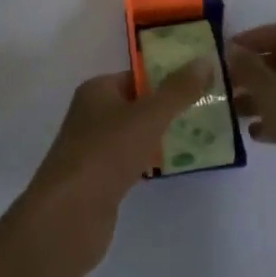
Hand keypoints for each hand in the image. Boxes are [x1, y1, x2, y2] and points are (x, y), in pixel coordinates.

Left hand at [22, 62, 212, 272]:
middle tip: (206, 111)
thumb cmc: (106, 153)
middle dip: (169, 108)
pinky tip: (174, 167)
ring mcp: (94, 148)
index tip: (201, 84)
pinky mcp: (99, 180)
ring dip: (162, 136)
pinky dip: (151, 161)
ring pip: (135, 135)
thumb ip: (178, 90)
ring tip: (200, 137)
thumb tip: (205, 60)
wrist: (69, 216)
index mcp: (97, 90)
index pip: (137, 76)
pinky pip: (131, 162)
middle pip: (138, 104)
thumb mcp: (148, 116)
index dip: (168, 78)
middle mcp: (92, 114)